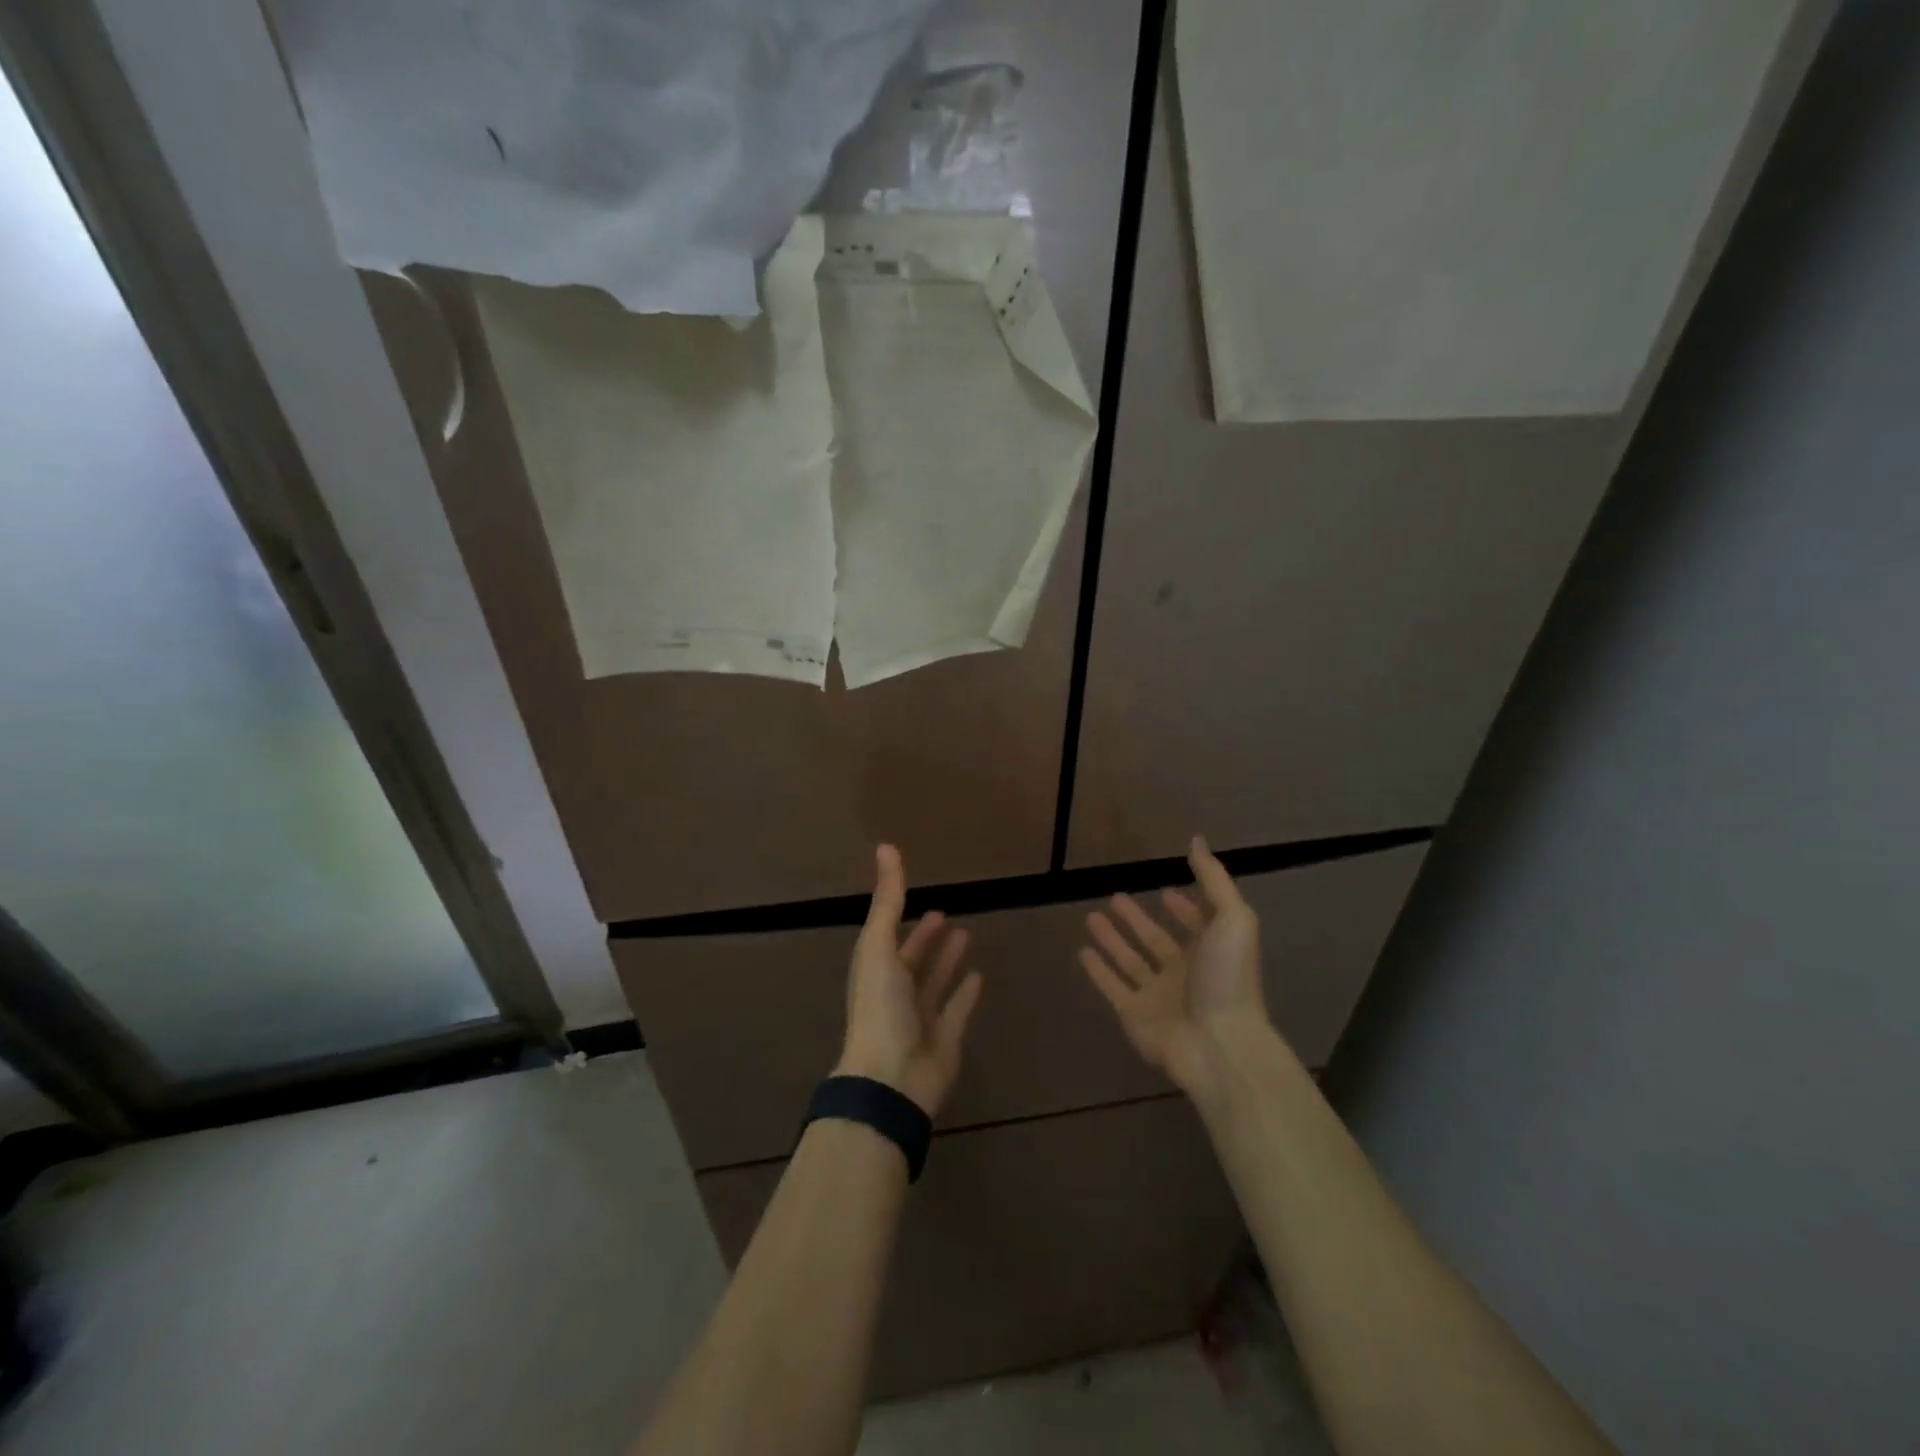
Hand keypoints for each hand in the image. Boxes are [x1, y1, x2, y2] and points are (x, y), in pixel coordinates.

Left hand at [835, 844, 983, 1117]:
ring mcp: (921, 1017)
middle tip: (945, 914)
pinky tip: (980, 975)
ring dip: (947, 960)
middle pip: (912, 960)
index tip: (919, 895)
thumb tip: (886, 846)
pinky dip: (966, 993)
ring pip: (936, 982)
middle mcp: (896, 992)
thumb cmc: (881, 1008)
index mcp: (876, 971)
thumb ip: (888, 899)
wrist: (892, 1078)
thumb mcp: (879, 946)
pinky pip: (958, 1009)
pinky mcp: (946, 1038)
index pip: (888, 937)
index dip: (902, 916)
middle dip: (925, 938)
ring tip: (966, 935)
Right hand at [1078, 836, 1275, 1098]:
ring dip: (1113, 939)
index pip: (1196, 924)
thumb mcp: (1233, 920)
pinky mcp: (1133, 1015)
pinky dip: (1097, 971)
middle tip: (1115, 897)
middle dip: (1138, 920)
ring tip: (1091, 916)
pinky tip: (1082, 952)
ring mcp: (1158, 996)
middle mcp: (1184, 973)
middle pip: (1156, 940)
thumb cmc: (1228, 979)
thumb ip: (1214, 880)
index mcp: (1211, 952)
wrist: (1218, 1046)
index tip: (1165, 889)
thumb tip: (1197, 840)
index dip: (1184, 907)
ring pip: (1130, 961)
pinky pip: (1111, 987)